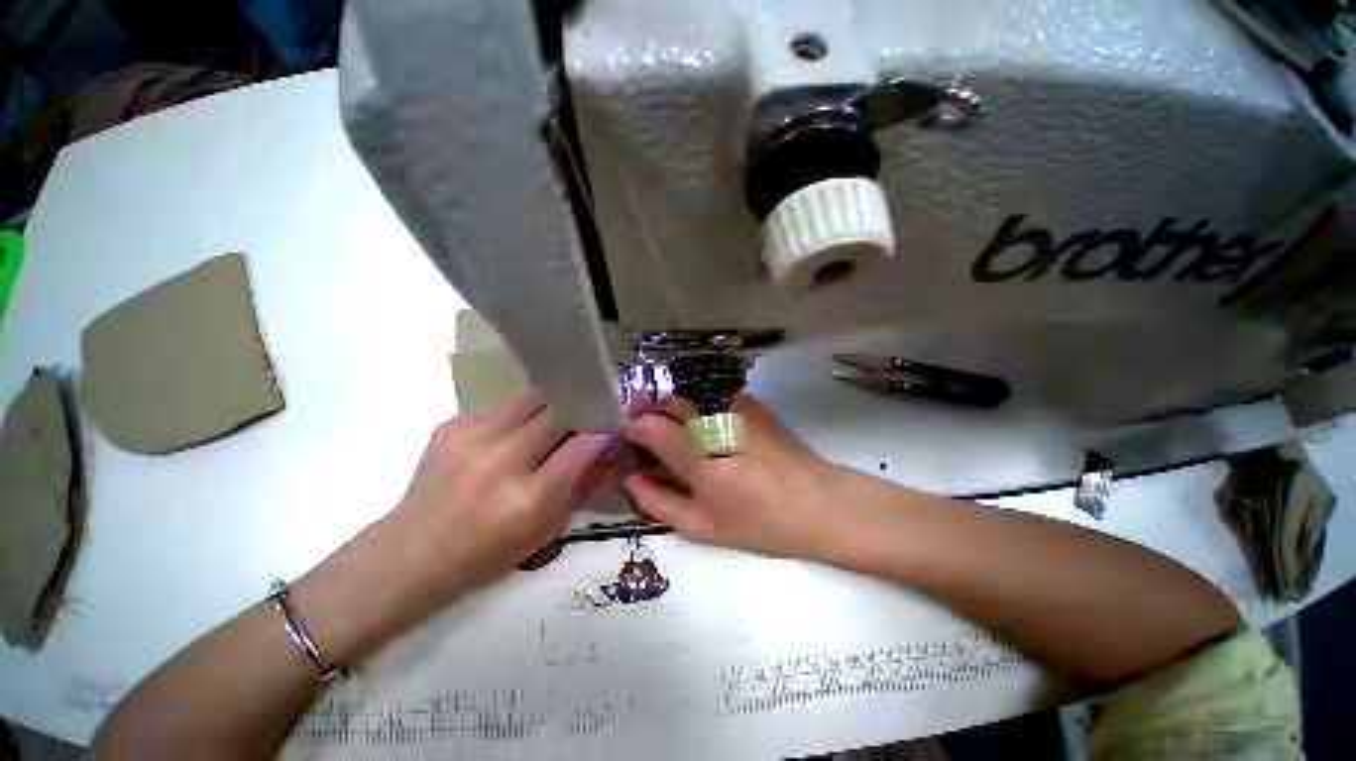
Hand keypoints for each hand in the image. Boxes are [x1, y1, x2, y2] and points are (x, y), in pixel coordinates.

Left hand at [390, 391, 612, 597]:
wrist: (409, 554)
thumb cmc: (486, 555)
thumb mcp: (548, 531)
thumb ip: (582, 485)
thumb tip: (607, 446)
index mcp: (528, 499)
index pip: (582, 446)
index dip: (603, 432)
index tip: (612, 428)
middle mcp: (500, 461)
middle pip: (558, 411)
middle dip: (580, 410)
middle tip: (587, 415)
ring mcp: (471, 438)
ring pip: (532, 397)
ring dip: (552, 405)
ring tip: (555, 418)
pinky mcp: (451, 425)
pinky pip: (503, 405)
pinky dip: (521, 413)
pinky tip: (515, 431)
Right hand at [622, 394, 848, 558]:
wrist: (821, 504)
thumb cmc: (761, 523)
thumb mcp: (704, 527)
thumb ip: (660, 502)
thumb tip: (627, 476)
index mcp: (703, 464)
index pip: (650, 427)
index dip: (634, 426)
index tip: (630, 435)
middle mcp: (717, 425)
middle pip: (668, 402)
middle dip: (651, 411)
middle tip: (649, 431)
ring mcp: (736, 406)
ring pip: (688, 396)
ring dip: (673, 407)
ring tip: (677, 431)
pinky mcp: (750, 401)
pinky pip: (710, 396)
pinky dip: (698, 406)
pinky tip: (706, 427)